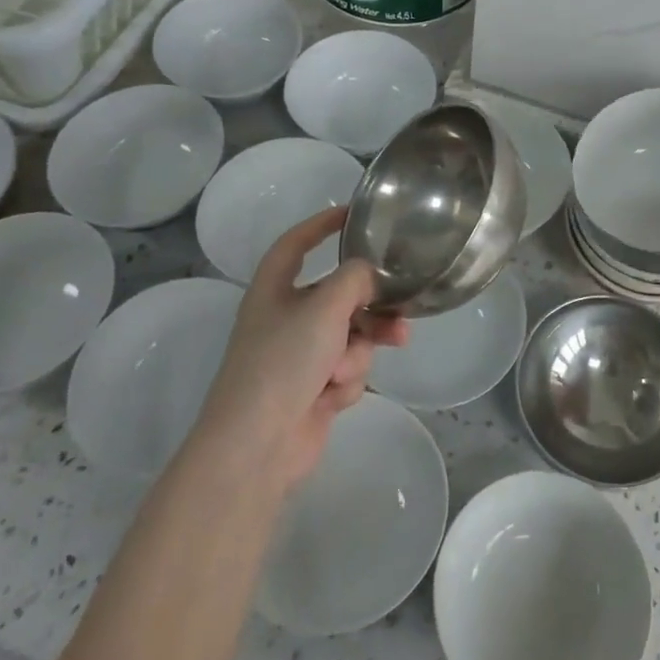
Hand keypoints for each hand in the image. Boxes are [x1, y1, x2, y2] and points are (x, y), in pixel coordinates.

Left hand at [193, 208, 409, 488]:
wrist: (258, 446)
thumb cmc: (283, 362)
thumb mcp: (324, 306)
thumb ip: (355, 278)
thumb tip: (370, 274)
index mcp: (274, 289)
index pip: (296, 243)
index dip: (321, 225)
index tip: (353, 213)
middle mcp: (286, 317)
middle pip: (339, 294)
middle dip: (371, 304)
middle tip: (402, 306)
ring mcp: (300, 355)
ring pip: (352, 334)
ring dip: (362, 347)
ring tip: (377, 353)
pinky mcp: (314, 388)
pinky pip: (348, 367)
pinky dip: (348, 379)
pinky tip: (334, 395)